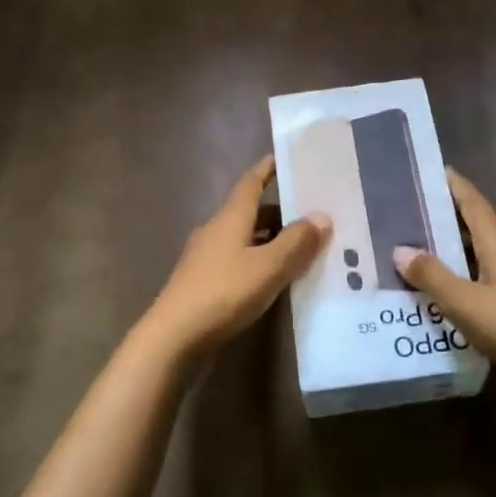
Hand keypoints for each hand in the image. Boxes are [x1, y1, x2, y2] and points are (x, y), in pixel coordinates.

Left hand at [139, 156, 329, 361]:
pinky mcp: (204, 282)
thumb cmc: (222, 293)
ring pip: (246, 238)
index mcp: (230, 217)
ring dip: (271, 238)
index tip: (286, 158)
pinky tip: (276, 277)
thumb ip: (296, 242)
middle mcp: (216, 230)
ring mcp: (206, 257)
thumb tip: (322, 215)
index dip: (268, 169)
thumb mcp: (268, 267)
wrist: (173, 338)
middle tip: (313, 211)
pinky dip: (260, 260)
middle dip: (280, 209)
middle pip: (250, 211)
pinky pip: (239, 260)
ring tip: (303, 246)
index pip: (251, 182)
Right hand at [393, 170, 495, 395]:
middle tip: (416, 214)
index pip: (474, 203)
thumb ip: (432, 276)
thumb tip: (401, 249)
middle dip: (450, 217)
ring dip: (458, 247)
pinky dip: (470, 270)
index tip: (436, 170)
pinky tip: (454, 287)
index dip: (455, 185)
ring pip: (486, 251)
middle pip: (479, 225)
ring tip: (427, 250)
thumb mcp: (464, 303)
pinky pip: (492, 272)